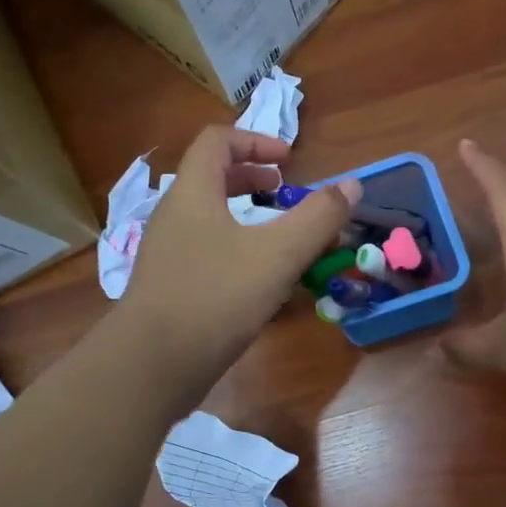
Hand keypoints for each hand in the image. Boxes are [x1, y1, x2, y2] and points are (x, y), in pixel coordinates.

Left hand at [121, 126, 362, 382]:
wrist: (152, 365)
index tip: (289, 163)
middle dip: (252, 179)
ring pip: (209, 219)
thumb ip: (318, 218)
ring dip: (246, 219)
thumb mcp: (278, 255)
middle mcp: (173, 216)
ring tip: (279, 239)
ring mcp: (167, 253)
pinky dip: (235, 252)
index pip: (217, 141)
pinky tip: (260, 283)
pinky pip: (205, 253)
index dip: (255, 141)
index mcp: (192, 193)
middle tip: (283, 193)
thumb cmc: (216, 297)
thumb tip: (353, 184)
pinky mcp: (168, 287)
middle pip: (210, 178)